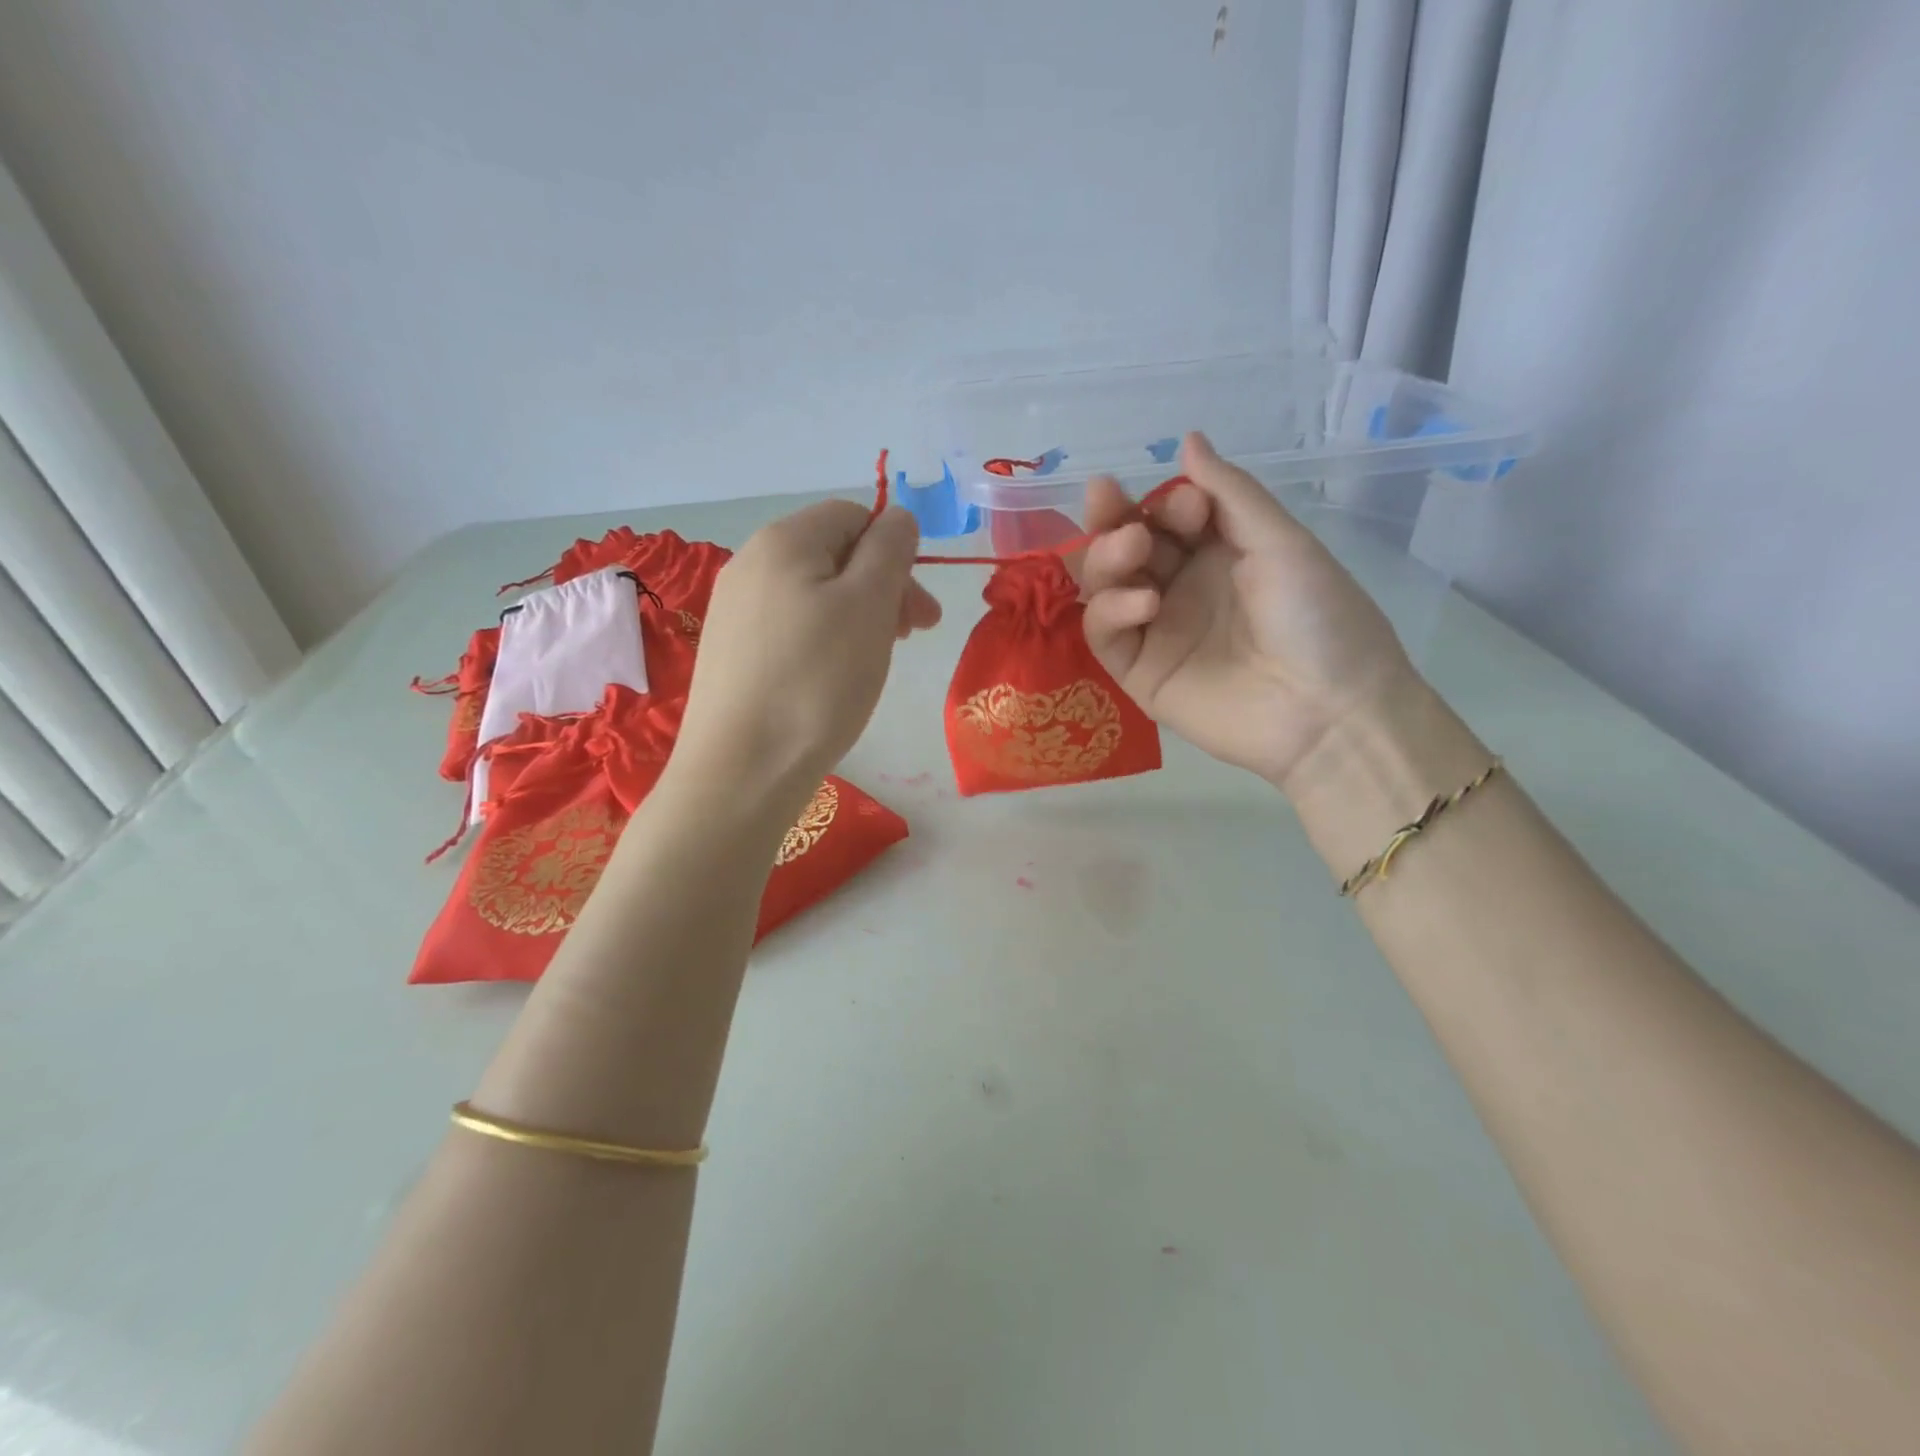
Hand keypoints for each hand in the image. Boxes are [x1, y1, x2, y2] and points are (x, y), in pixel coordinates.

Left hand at [674, 502, 939, 805]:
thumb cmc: (817, 681)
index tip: (919, 612)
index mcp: (784, 540)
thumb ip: (890, 549)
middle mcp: (750, 563)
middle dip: (883, 589)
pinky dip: (824, 643)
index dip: (896, 554)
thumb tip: (898, 517)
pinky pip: (791, 628)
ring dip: (858, 618)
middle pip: (834, 555)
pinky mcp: (730, 652)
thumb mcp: (869, 605)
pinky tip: (832, 680)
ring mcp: (734, 610)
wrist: (741, 769)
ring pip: (815, 595)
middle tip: (912, 638)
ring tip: (873, 662)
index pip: (855, 516)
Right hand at [1079, 431, 1415, 793]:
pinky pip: (1104, 633)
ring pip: (1103, 585)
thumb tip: (1187, 438)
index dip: (1162, 501)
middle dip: (1112, 518)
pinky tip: (1144, 604)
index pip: (1164, 516)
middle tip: (1107, 499)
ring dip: (1106, 557)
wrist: (1329, 711)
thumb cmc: (1318, 617)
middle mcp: (1180, 587)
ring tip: (1133, 550)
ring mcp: (1156, 631)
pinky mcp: (1139, 673)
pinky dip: (1111, 611)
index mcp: (1218, 554)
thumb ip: (1229, 492)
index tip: (1187, 504)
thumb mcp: (1280, 542)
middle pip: (1123, 546)